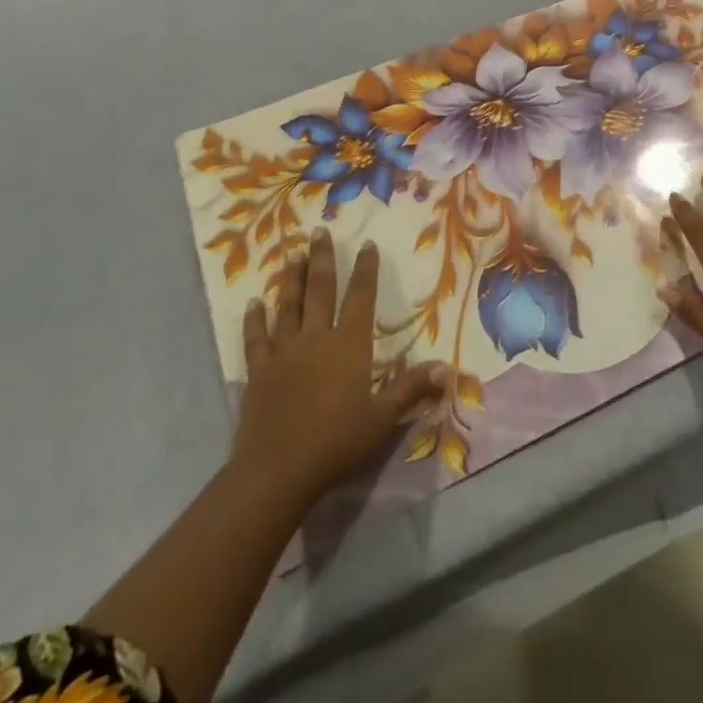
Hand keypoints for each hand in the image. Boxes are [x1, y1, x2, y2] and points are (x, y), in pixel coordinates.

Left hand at [231, 229, 447, 506]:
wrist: (278, 471)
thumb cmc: (336, 442)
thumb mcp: (382, 418)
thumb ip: (412, 388)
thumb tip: (449, 368)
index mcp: (349, 345)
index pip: (361, 297)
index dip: (365, 270)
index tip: (366, 244)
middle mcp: (316, 337)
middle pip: (320, 290)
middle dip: (322, 259)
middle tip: (319, 231)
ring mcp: (284, 351)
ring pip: (288, 305)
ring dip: (291, 278)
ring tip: (292, 254)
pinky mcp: (259, 370)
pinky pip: (256, 338)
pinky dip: (254, 319)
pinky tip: (253, 303)